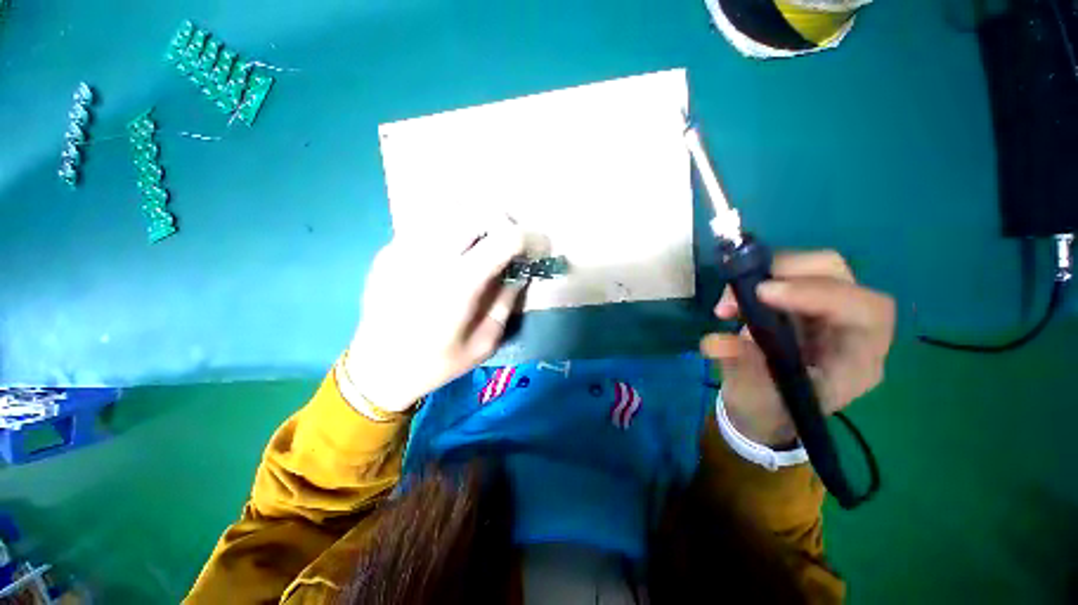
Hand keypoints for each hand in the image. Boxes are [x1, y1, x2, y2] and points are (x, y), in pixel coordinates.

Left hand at [344, 216, 525, 412]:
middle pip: (478, 212)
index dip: (529, 238)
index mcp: (459, 284)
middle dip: (504, 224)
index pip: (504, 239)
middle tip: (511, 245)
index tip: (539, 248)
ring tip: (483, 247)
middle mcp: (431, 256)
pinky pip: (429, 226)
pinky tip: (450, 256)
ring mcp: (405, 248)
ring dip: (477, 224)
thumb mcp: (484, 342)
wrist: (376, 369)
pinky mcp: (389, 250)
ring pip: (452, 212)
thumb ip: (505, 302)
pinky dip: (451, 232)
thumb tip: (520, 272)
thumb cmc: (435, 364)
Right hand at [700, 251, 895, 446]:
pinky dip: (758, 277)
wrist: (764, 407)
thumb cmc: (767, 407)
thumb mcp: (754, 395)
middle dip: (788, 271)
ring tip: (730, 301)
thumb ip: (739, 365)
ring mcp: (828, 309)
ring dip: (766, 273)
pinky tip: (735, 299)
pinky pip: (787, 273)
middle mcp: (851, 327)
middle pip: (838, 274)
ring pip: (813, 267)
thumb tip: (714, 341)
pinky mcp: (802, 301)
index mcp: (856, 360)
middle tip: (743, 288)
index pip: (862, 310)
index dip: (817, 292)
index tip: (761, 294)